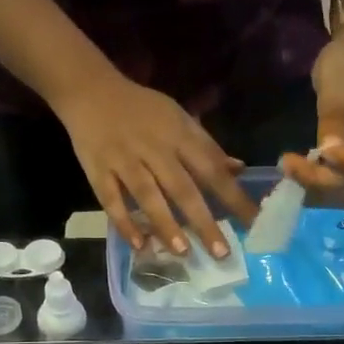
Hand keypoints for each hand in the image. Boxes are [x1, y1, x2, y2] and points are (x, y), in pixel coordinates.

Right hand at [56, 71, 256, 256]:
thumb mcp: (179, 119)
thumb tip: (238, 169)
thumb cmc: (142, 110)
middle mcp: (154, 149)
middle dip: (203, 221)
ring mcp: (124, 160)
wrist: (90, 90)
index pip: (212, 168)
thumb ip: (206, 147)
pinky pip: (111, 200)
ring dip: (165, 224)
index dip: (233, 196)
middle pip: (182, 188)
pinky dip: (124, 222)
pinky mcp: (98, 171)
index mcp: (178, 134)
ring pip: (147, 195)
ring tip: (183, 252)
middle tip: (221, 253)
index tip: (252, 223)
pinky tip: (139, 245)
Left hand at [283, 25, 343, 205]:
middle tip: (290, 165)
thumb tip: (327, 152)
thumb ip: (335, 109)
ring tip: (287, 167)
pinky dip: (311, 184)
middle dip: (325, 181)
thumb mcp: (340, 72)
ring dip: (314, 187)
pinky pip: (332, 185)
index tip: (324, 155)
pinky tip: (290, 170)